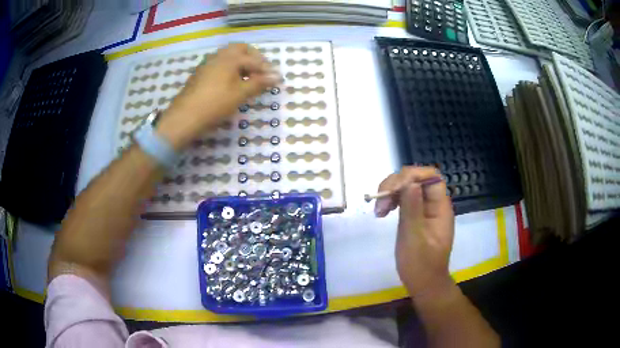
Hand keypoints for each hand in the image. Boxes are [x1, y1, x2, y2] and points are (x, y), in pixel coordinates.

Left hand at [157, 43, 279, 148]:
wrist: (184, 117)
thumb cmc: (215, 104)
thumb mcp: (240, 94)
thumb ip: (259, 83)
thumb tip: (277, 76)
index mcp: (230, 57)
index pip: (254, 60)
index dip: (267, 69)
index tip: (276, 79)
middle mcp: (218, 56)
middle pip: (240, 49)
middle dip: (253, 58)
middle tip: (261, 72)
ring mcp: (207, 63)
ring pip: (228, 56)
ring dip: (241, 62)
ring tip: (248, 78)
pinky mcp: (200, 73)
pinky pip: (219, 64)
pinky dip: (229, 68)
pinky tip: (231, 82)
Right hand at [375, 166, 454, 296]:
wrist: (423, 284)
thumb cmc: (421, 265)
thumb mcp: (415, 239)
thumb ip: (413, 210)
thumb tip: (409, 182)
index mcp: (440, 207)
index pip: (431, 176)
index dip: (411, 175)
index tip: (392, 189)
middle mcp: (434, 204)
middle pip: (416, 178)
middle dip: (396, 184)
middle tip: (380, 202)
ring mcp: (424, 209)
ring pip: (408, 187)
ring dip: (391, 192)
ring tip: (379, 210)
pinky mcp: (415, 216)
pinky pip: (403, 199)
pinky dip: (391, 201)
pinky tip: (382, 211)